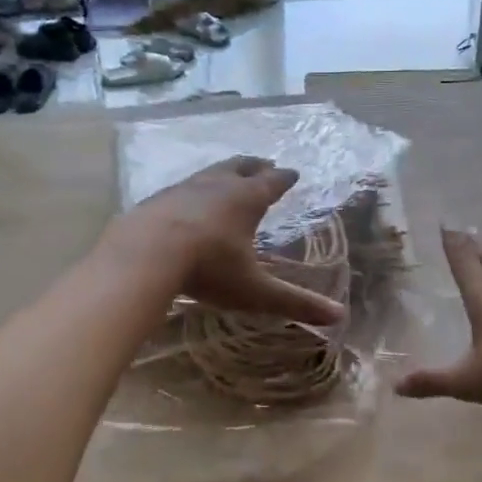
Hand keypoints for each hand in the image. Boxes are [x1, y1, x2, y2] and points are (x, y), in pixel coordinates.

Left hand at [113, 157, 344, 327]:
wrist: (144, 253)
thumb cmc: (208, 268)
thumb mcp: (254, 290)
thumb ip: (294, 302)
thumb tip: (338, 316)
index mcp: (246, 199)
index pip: (273, 182)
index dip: (285, 178)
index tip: (293, 172)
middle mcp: (218, 185)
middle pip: (241, 167)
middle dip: (256, 166)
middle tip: (265, 164)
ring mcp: (185, 187)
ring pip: (211, 171)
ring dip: (225, 171)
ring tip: (230, 175)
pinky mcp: (158, 197)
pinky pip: (183, 186)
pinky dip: (195, 188)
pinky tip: (188, 199)